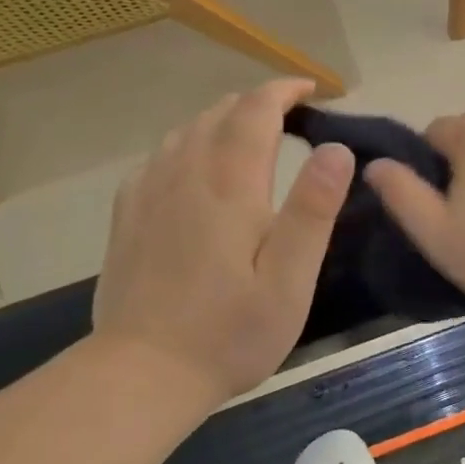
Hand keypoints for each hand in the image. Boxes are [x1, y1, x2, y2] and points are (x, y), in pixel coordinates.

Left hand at [93, 80, 354, 400]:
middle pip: (219, 113)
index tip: (310, 89)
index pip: (255, 111)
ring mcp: (150, 192)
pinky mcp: (128, 215)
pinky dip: (188, 144)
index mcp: (230, 185)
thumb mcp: (290, 280)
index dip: (283, 91)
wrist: (142, 373)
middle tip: (291, 115)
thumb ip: (313, 211)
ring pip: (187, 130)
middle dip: (257, 103)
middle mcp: (186, 174)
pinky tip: (197, 166)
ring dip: (222, 119)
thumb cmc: (230, 332)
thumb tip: (336, 149)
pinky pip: (160, 156)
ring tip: (250, 133)